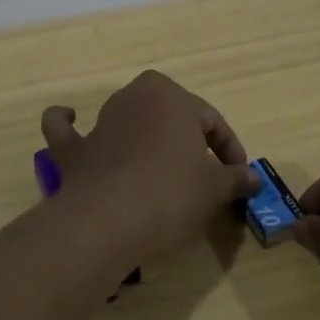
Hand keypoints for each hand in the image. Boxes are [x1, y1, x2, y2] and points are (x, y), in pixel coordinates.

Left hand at [40, 71, 258, 268]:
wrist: (109, 221)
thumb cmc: (171, 194)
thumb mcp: (214, 189)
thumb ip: (234, 178)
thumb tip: (253, 178)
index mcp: (171, 97)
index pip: (210, 120)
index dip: (229, 149)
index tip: (238, 178)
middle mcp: (133, 99)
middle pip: (167, 114)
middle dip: (186, 137)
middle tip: (202, 171)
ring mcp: (99, 122)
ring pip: (124, 117)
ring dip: (139, 133)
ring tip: (158, 163)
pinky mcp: (73, 150)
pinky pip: (67, 132)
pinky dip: (67, 125)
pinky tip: (71, 121)